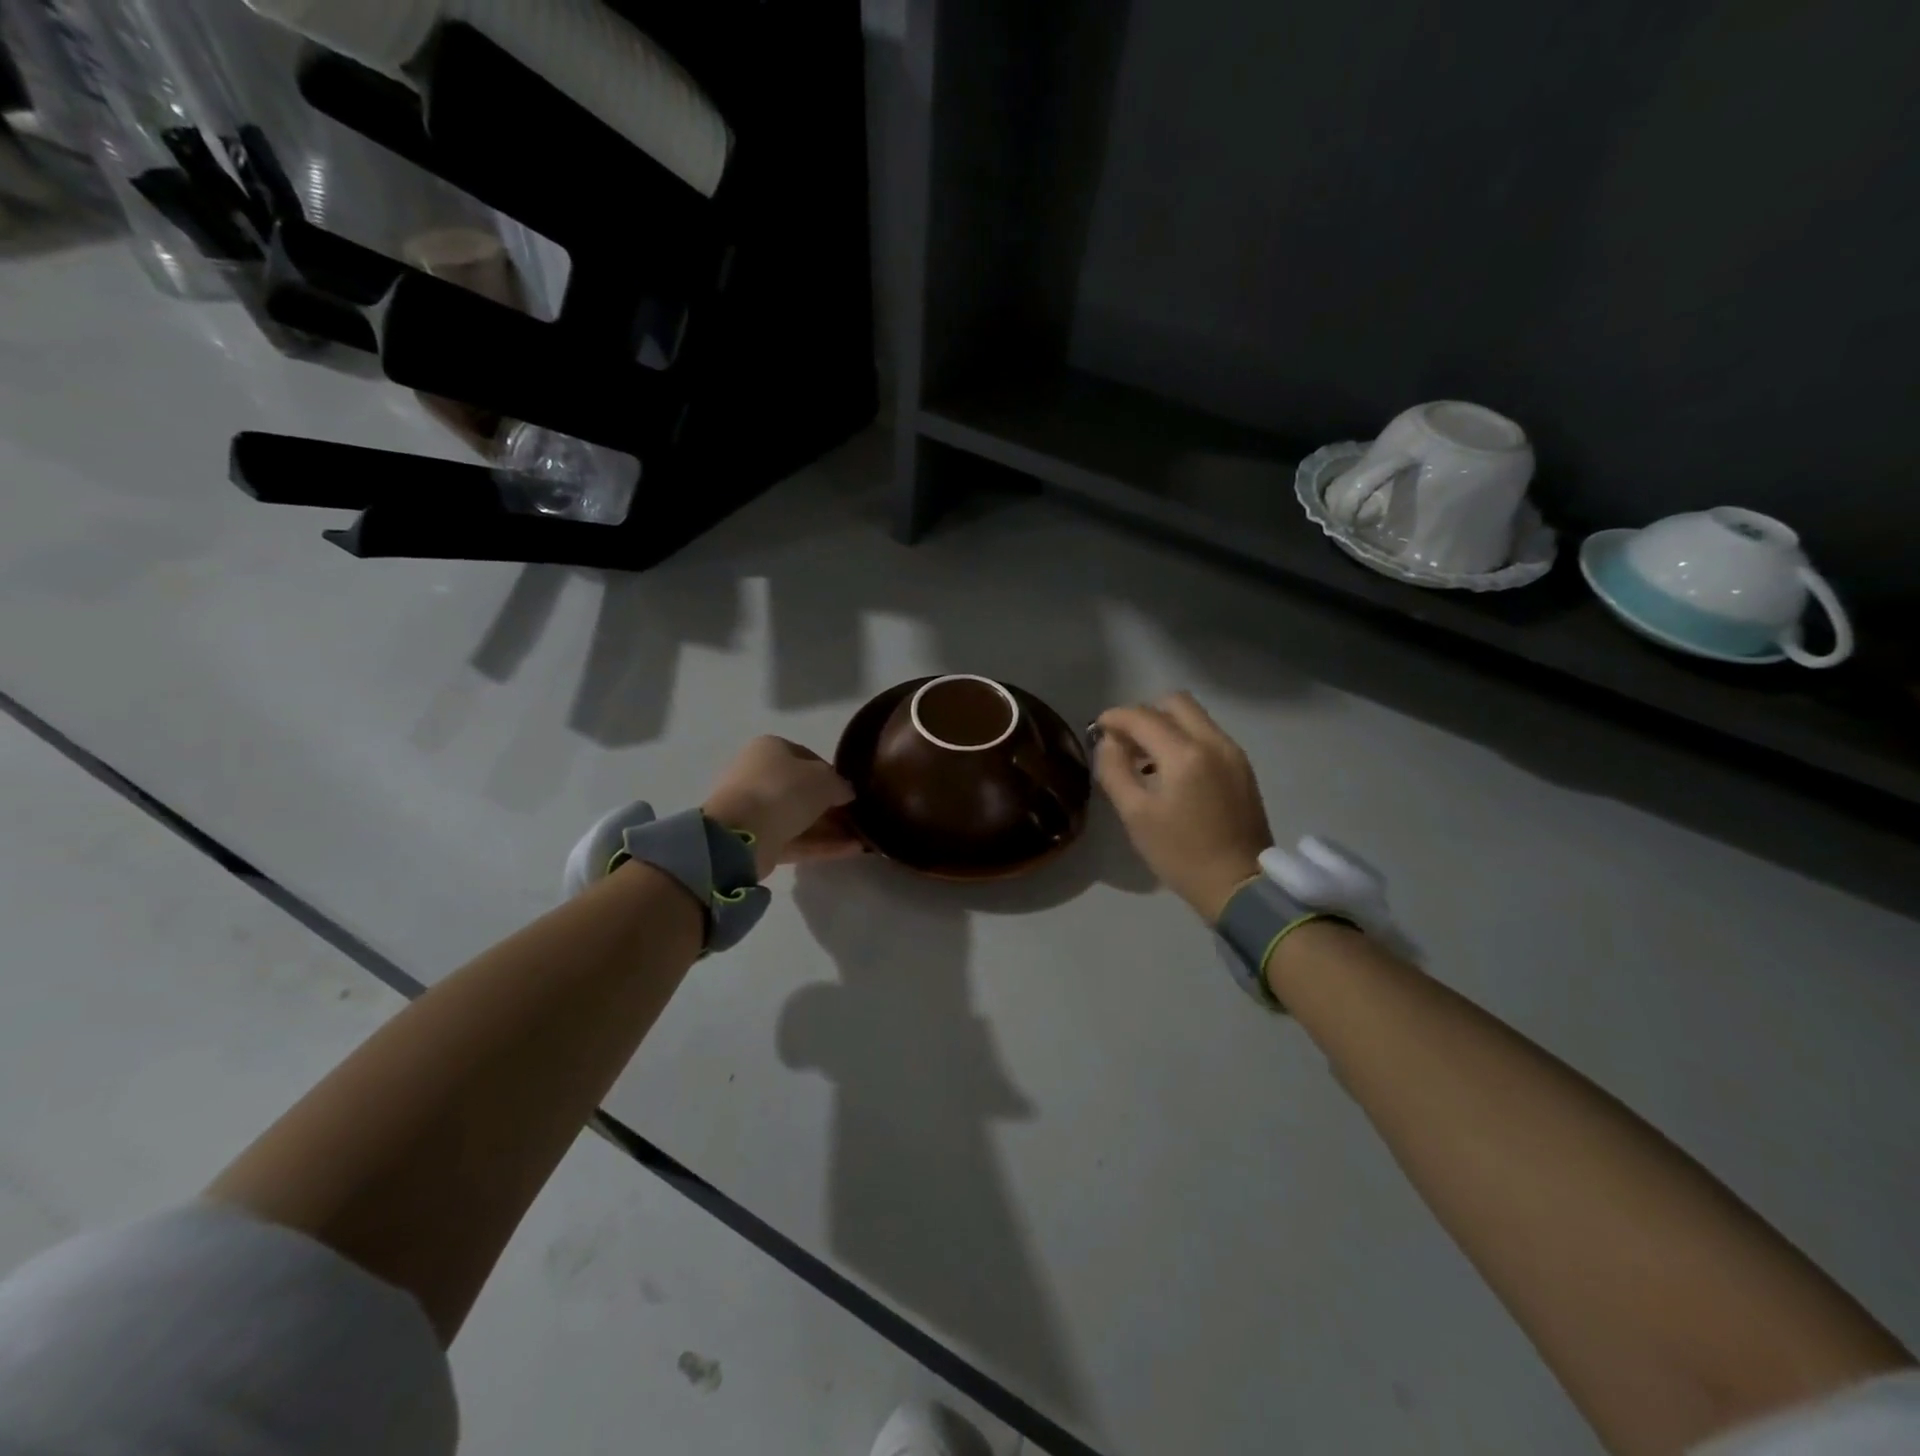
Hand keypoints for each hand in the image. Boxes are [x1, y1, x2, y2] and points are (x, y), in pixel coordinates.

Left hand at [703, 737, 860, 878]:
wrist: (741, 832)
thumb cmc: (784, 790)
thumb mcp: (824, 780)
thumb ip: (840, 784)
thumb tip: (846, 793)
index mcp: (770, 749)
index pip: (807, 758)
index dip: (832, 774)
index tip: (850, 791)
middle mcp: (759, 775)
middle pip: (802, 790)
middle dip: (831, 805)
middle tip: (857, 817)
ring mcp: (756, 809)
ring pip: (800, 817)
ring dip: (830, 828)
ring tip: (862, 838)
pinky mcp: (757, 839)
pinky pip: (795, 839)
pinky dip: (821, 844)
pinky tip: (851, 850)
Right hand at [1093, 693, 1273, 922]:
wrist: (1239, 886)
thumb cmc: (1180, 854)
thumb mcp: (1135, 815)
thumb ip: (1114, 770)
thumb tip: (1108, 742)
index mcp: (1185, 754)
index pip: (1142, 716)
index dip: (1115, 717)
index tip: (1098, 729)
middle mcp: (1214, 742)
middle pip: (1174, 703)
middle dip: (1144, 715)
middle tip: (1125, 742)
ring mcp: (1233, 753)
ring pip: (1194, 717)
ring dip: (1165, 726)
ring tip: (1145, 759)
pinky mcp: (1242, 767)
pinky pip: (1208, 736)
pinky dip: (1184, 740)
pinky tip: (1171, 771)